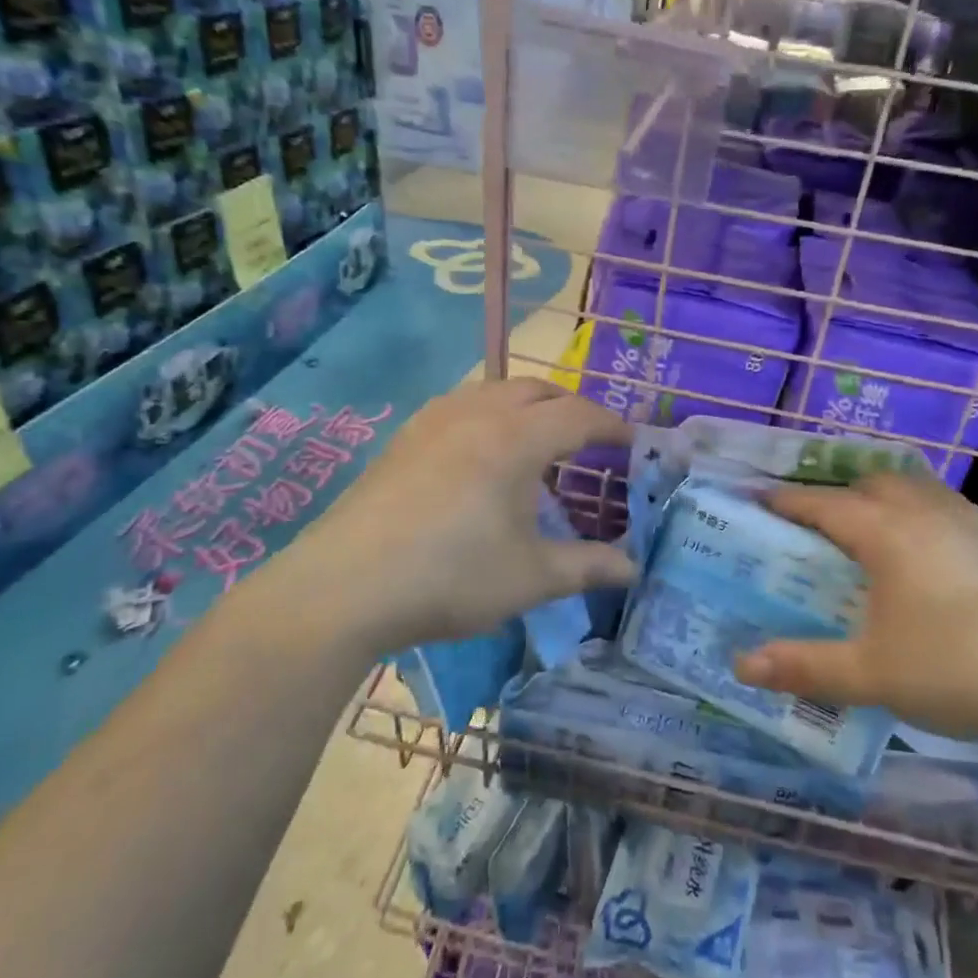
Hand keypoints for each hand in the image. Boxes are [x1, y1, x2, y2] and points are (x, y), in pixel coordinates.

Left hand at [282, 379, 635, 654]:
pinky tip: (483, 455)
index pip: (579, 415)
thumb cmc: (451, 578)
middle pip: (539, 390)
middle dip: (572, 408)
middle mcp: (478, 413)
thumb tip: (634, 569)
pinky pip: (463, 405)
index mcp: (516, 439)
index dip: (612, 425)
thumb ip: (588, 566)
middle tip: (590, 442)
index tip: (633, 441)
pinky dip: (491, 415)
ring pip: (496, 390)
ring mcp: (434, 420)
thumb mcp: (531, 577)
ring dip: (529, 406)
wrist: (344, 586)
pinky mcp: (404, 436)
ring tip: (539, 444)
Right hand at [732, 475, 977, 757]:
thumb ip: (804, 667)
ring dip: (886, 499)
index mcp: (886, 533)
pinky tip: (932, 560)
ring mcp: (972, 525)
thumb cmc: (957, 668)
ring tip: (874, 534)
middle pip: (873, 482)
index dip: (786, 501)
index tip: (757, 498)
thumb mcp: (870, 674)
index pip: (823, 504)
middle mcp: (926, 514)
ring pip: (917, 490)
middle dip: (840, 493)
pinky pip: (949, 511)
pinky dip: (923, 518)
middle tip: (819, 524)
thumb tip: (741, 666)